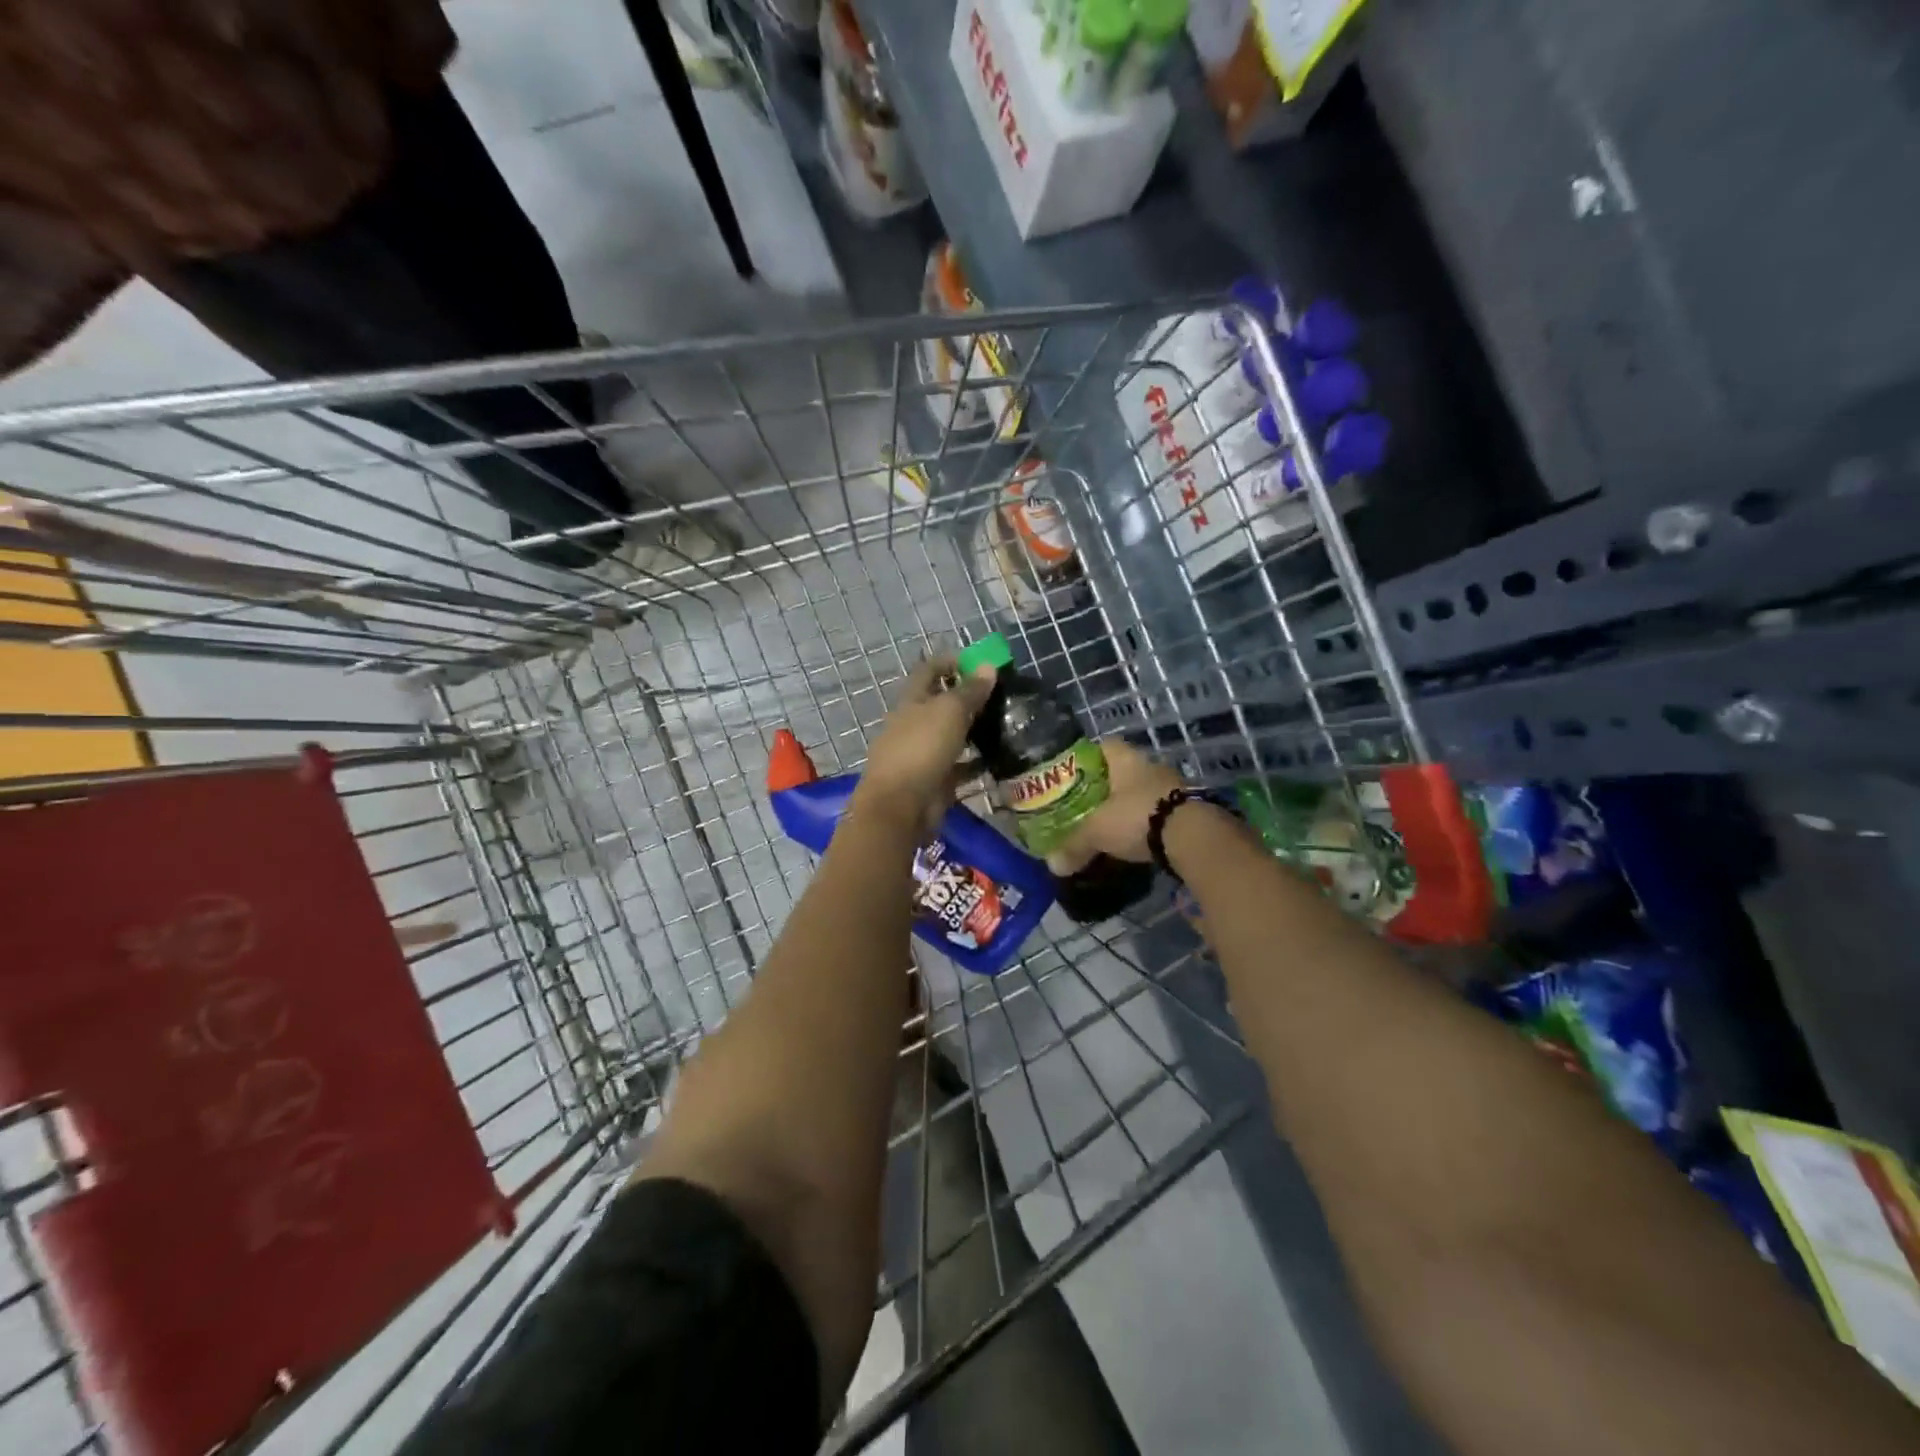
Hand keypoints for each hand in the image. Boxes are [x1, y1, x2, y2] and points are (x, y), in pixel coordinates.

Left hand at [854, 657, 997, 832]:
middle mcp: (914, 724)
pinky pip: (958, 767)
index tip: (981, 662)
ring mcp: (922, 754)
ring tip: (1006, 725)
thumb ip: (970, 691)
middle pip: (941, 703)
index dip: (952, 661)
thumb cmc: (921, 749)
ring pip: (951, 735)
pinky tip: (999, 760)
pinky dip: (976, 763)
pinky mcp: (934, 780)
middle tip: (1002, 696)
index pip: (929, 670)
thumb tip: (988, 666)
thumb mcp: (949, 712)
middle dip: (968, 698)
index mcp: (911, 701)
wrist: (900, 806)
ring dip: (974, 730)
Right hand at [1057, 739, 1185, 865]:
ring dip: (1130, 806)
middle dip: (1108, 786)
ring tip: (1110, 825)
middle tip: (1088, 804)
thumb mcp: (1097, 832)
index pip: (1106, 745)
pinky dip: (1147, 824)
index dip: (1089, 757)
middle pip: (1125, 770)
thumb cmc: (1137, 817)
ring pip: (1144, 792)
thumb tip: (1053, 865)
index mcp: (1126, 760)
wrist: (1192, 836)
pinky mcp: (1189, 811)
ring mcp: (1173, 788)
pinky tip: (1136, 840)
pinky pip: (1160, 812)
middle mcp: (1151, 767)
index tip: (1075, 774)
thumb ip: (1074, 845)